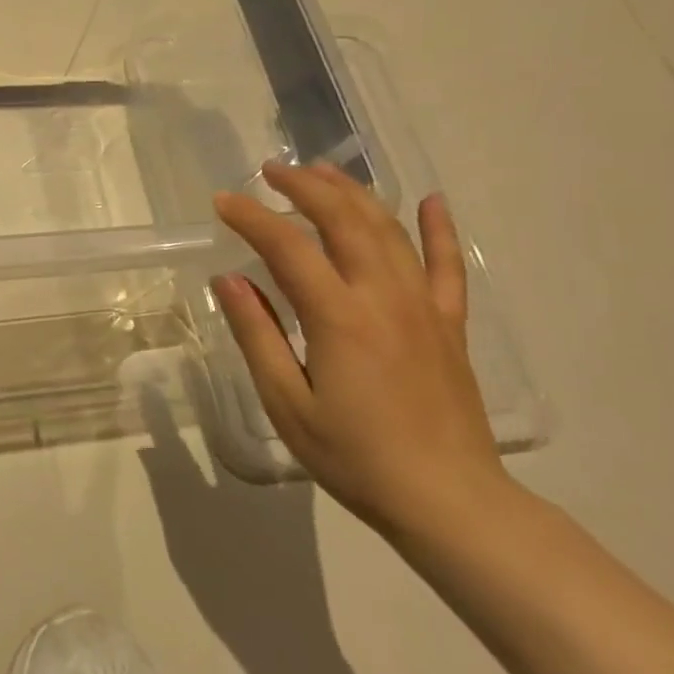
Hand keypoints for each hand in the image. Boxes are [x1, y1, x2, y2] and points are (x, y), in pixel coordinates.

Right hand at [212, 163, 509, 536]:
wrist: (450, 502)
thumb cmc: (355, 457)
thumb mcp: (287, 403)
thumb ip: (258, 335)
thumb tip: (229, 280)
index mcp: (339, 317)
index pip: (287, 247)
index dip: (252, 218)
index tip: (223, 202)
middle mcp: (384, 297)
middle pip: (344, 221)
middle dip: (305, 187)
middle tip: (272, 170)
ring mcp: (424, 307)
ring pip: (389, 231)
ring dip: (354, 193)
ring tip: (323, 171)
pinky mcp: (450, 325)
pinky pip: (448, 266)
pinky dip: (439, 229)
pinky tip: (432, 201)